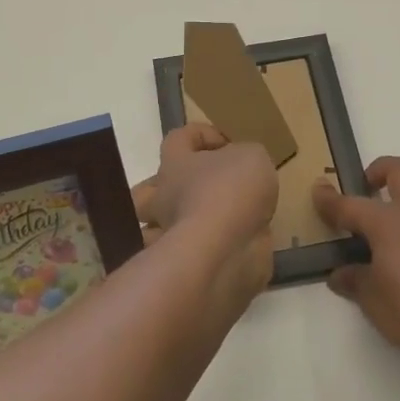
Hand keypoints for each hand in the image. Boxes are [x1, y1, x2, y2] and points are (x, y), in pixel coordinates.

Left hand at [134, 125, 277, 306]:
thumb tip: (240, 167)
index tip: (229, 144)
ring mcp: (170, 235)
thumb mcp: (251, 156)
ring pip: (162, 228)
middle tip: (203, 187)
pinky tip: (233, 246)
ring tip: (217, 222)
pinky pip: (188, 256)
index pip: (177, 138)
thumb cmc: (231, 190)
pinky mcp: (186, 266)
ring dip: (180, 225)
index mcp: (174, 165)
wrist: (225, 251)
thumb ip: (245, 157)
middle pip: (148, 191)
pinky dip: (205, 252)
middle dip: (169, 189)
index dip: (201, 134)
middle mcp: (165, 199)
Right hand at [313, 156, 399, 370]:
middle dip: (379, 171)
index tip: (318, 191)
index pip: (351, 205)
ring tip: (394, 216)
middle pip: (399, 170)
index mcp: (388, 220)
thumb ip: (355, 281)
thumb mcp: (373, 300)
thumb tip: (341, 274)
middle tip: (366, 188)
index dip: (330, 200)